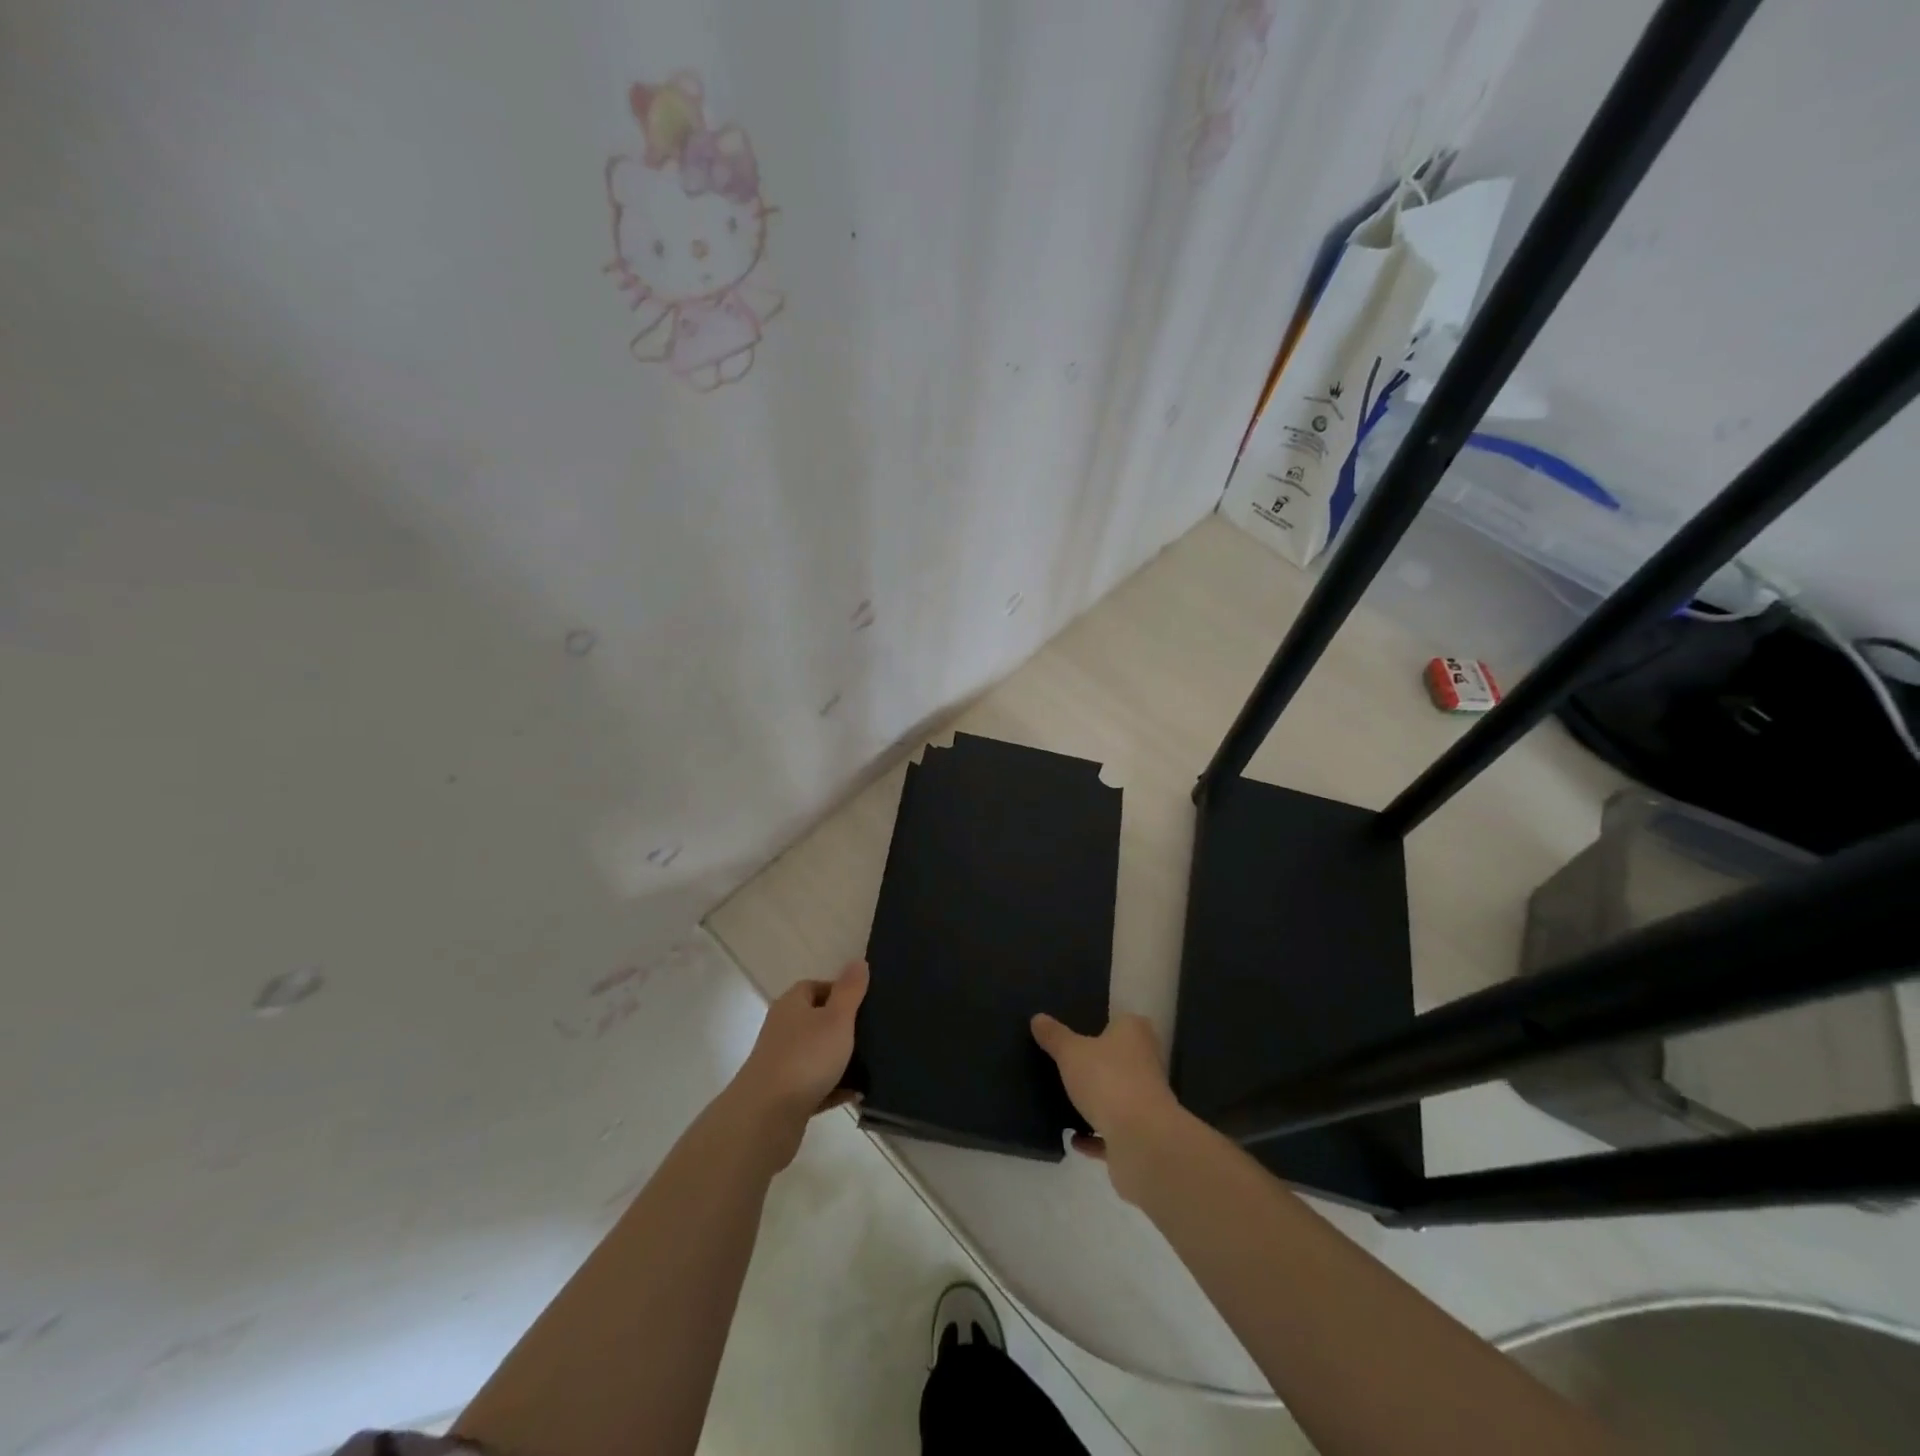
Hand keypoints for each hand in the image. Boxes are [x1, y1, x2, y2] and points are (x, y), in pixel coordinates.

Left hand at [727, 960, 868, 1168]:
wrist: (766, 1117)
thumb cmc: (806, 1057)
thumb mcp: (837, 1018)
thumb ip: (850, 990)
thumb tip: (858, 961)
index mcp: (792, 1004)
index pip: (815, 986)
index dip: (840, 991)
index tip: (866, 1003)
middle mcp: (783, 1029)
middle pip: (817, 1020)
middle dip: (844, 1027)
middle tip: (873, 1032)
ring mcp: (782, 1063)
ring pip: (817, 1055)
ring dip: (841, 1060)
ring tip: (872, 1064)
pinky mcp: (785, 1095)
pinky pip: (817, 1085)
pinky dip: (835, 1088)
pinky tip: (857, 1093)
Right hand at [1031, 1012, 1189, 1204]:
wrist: (1142, 1140)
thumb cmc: (1108, 1080)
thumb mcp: (1070, 1052)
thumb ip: (1054, 1036)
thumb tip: (1038, 1018)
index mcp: (1135, 1034)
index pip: (1122, 1021)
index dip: (1101, 1025)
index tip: (1077, 1032)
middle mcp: (1147, 1062)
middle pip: (1120, 1059)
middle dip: (1097, 1064)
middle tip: (1064, 1065)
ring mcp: (1147, 1101)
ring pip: (1118, 1095)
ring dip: (1097, 1102)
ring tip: (1065, 1102)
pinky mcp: (1143, 1135)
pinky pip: (1114, 1131)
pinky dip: (1096, 1136)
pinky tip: (1074, 1139)